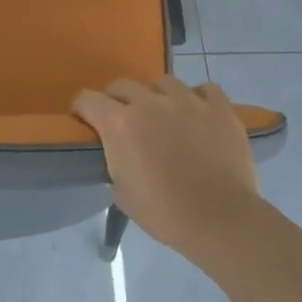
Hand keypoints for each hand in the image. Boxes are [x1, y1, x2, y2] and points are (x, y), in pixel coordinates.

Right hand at [71, 76, 263, 251]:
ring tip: (165, 115)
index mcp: (119, 123)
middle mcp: (149, 102)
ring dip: (157, 96)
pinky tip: (199, 114)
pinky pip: (205, 89)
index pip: (87, 99)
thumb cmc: (163, 212)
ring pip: (164, 82)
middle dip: (117, 100)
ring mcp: (187, 100)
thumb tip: (121, 155)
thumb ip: (115, 163)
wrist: (217, 218)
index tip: (86, 122)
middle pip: (122, 85)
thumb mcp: (121, 192)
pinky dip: (199, 98)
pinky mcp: (219, 108)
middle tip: (125, 121)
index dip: (82, 110)